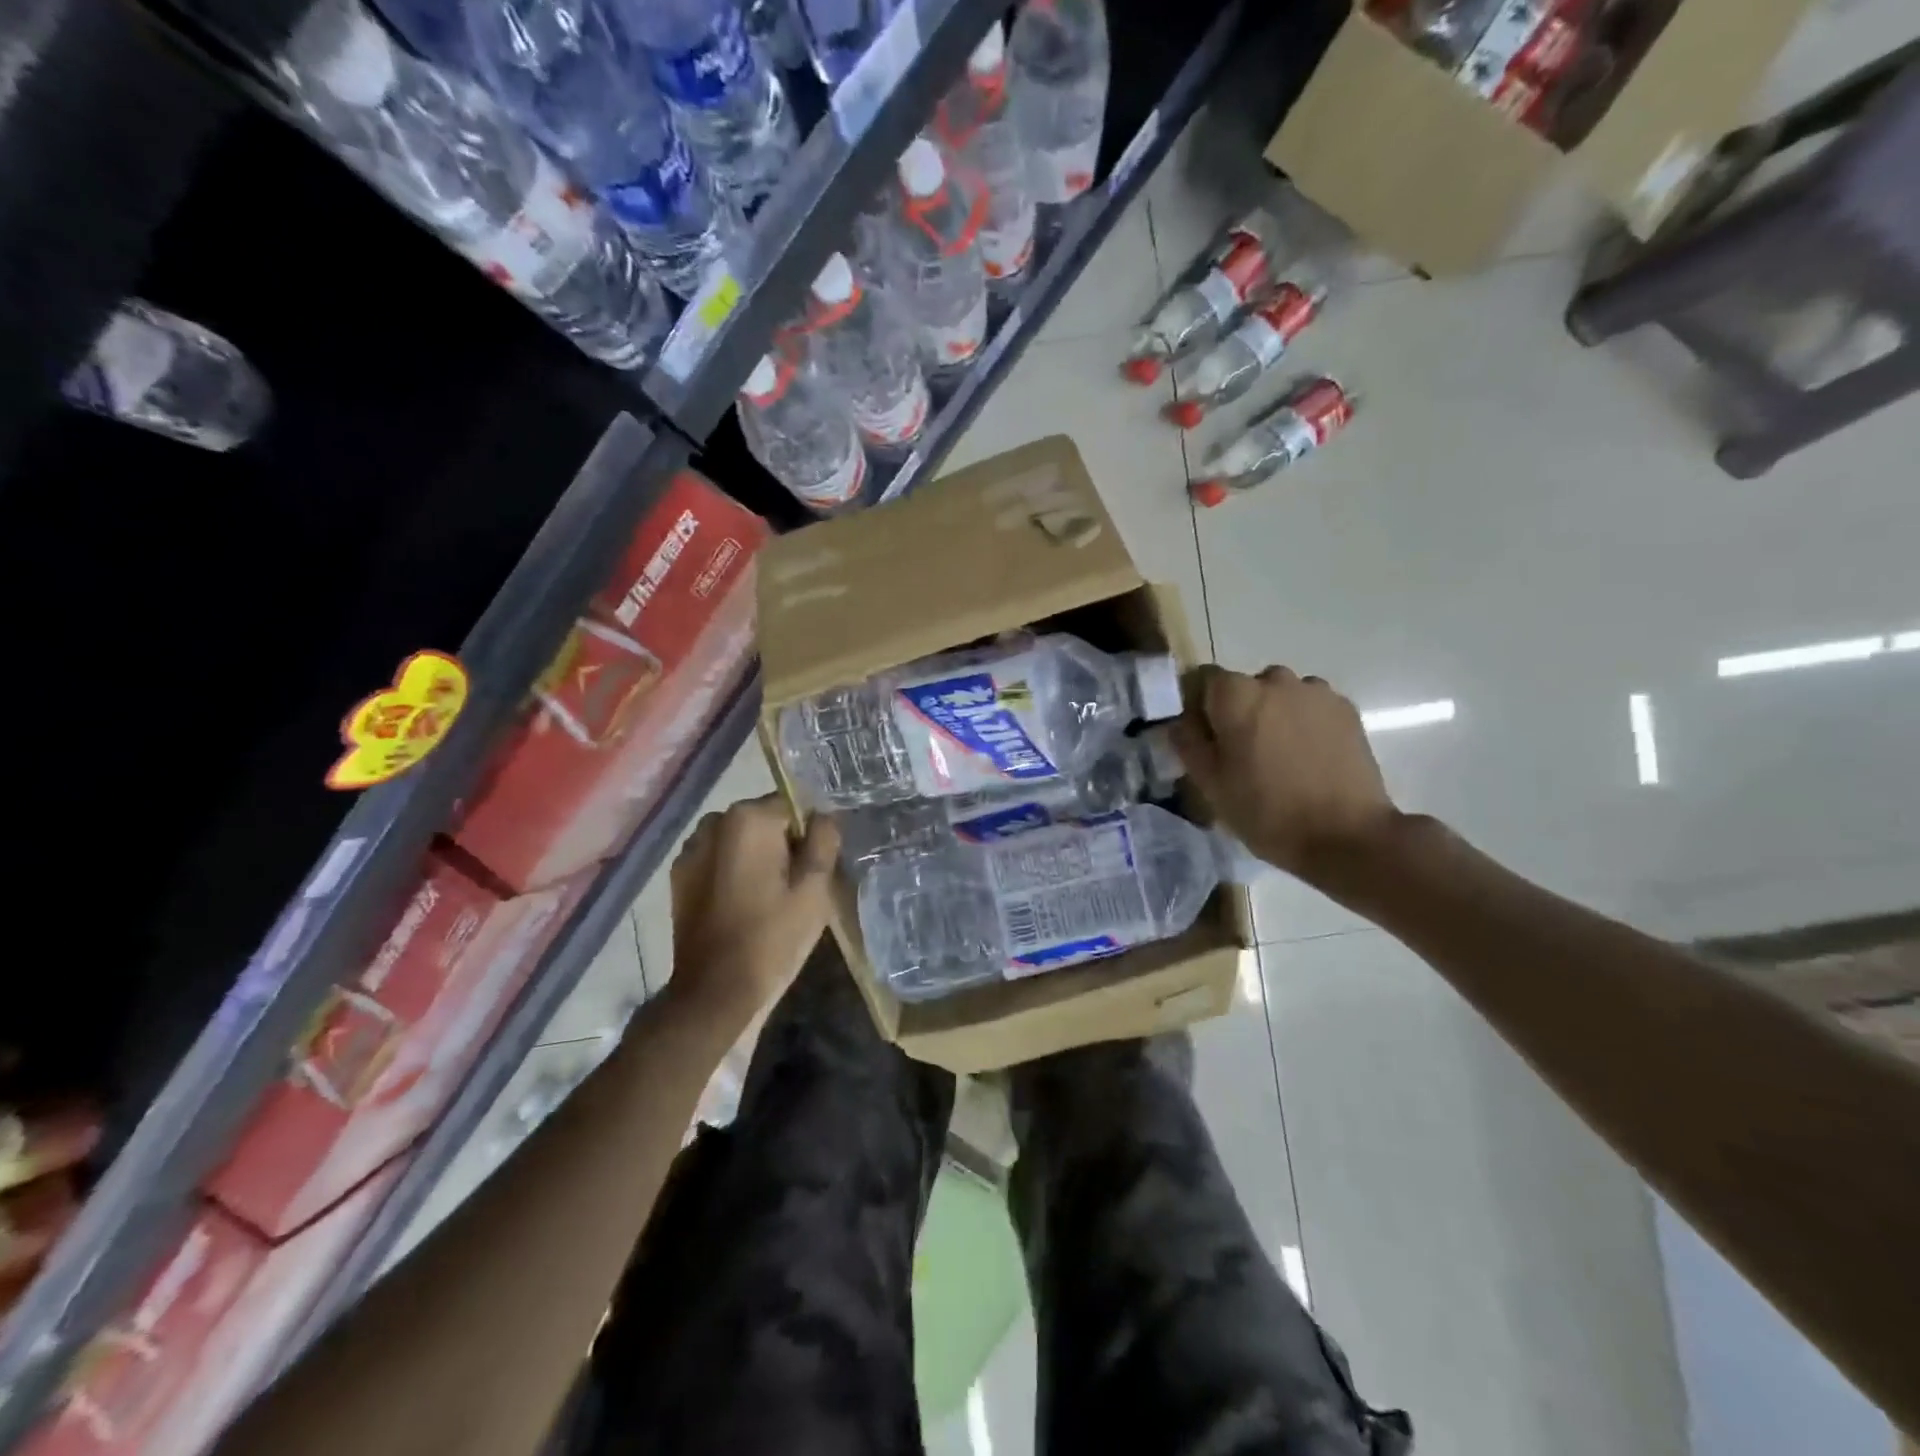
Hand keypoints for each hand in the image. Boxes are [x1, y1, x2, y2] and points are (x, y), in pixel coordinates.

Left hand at [666, 795, 839, 1032]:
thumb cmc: (772, 937)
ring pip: (738, 840)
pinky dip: (731, 871)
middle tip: (792, 886)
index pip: (792, 806)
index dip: (807, 836)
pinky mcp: (679, 876)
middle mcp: (713, 822)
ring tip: (765, 897)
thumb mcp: (815, 889)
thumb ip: (824, 840)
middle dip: (780, 844)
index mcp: (748, 819)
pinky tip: (740, 905)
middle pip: (762, 820)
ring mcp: (690, 849)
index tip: (812, 869)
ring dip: (754, 857)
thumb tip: (823, 815)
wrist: (715, 991)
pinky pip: (716, 859)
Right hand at [1171, 665, 1399, 882]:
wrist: (1346, 836)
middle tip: (1242, 754)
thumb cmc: (1266, 811)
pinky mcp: (1347, 710)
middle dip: (1239, 711)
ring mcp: (1316, 692)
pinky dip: (1305, 724)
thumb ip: (1188, 744)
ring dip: (1274, 716)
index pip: (1202, 679)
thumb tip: (1181, 722)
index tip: (1204, 738)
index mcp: (1235, 694)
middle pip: (1244, 686)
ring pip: (1281, 696)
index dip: (1199, 706)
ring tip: (1280, 758)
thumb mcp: (1210, 784)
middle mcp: (1275, 680)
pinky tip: (1309, 759)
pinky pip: (1311, 707)